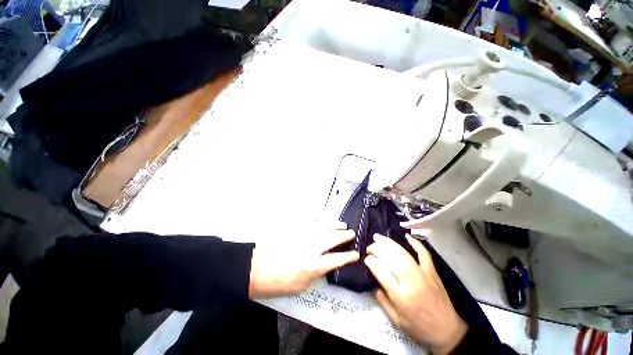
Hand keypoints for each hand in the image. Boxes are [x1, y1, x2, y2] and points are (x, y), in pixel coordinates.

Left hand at [248, 222, 359, 298]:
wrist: (255, 268)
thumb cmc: (277, 283)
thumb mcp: (301, 286)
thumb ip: (316, 274)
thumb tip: (325, 265)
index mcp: (314, 266)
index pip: (337, 259)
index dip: (349, 257)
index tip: (356, 254)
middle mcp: (312, 248)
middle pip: (333, 239)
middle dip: (345, 236)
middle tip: (352, 233)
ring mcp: (304, 236)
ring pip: (324, 227)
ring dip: (335, 225)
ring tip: (342, 224)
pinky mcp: (295, 229)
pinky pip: (311, 222)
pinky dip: (320, 220)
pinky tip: (324, 221)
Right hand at [365, 234, 466, 354]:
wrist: (448, 332)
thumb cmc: (420, 329)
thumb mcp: (397, 322)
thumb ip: (383, 302)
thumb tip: (375, 285)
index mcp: (400, 296)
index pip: (381, 272)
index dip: (371, 262)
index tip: (366, 258)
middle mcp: (411, 282)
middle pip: (391, 258)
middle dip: (377, 249)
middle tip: (370, 247)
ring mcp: (423, 274)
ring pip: (403, 253)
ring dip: (389, 243)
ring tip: (378, 237)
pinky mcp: (432, 272)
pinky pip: (424, 254)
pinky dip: (415, 243)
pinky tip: (406, 236)